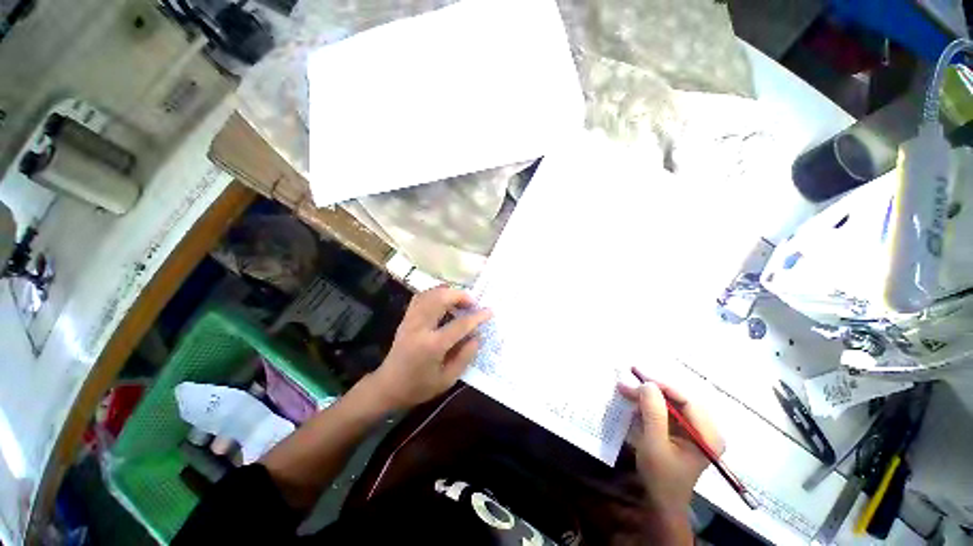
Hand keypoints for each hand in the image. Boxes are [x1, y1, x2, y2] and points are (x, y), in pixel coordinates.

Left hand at [370, 287, 491, 410]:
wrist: (388, 386)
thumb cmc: (419, 387)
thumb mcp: (447, 379)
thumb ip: (465, 356)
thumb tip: (477, 336)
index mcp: (432, 345)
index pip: (460, 324)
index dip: (477, 316)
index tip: (490, 311)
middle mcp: (420, 327)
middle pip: (441, 299)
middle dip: (460, 296)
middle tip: (472, 304)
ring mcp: (410, 320)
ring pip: (430, 294)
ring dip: (448, 293)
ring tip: (460, 301)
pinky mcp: (406, 318)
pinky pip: (421, 297)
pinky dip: (435, 294)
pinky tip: (443, 300)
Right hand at [618, 373, 723, 512]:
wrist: (661, 502)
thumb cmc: (660, 476)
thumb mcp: (654, 444)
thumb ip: (653, 413)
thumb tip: (648, 384)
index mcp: (707, 435)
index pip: (686, 400)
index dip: (661, 386)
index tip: (637, 378)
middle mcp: (705, 429)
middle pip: (679, 399)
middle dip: (652, 390)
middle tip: (628, 382)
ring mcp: (694, 431)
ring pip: (671, 403)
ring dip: (648, 397)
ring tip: (626, 390)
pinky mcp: (683, 433)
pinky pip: (667, 412)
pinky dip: (649, 406)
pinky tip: (634, 404)